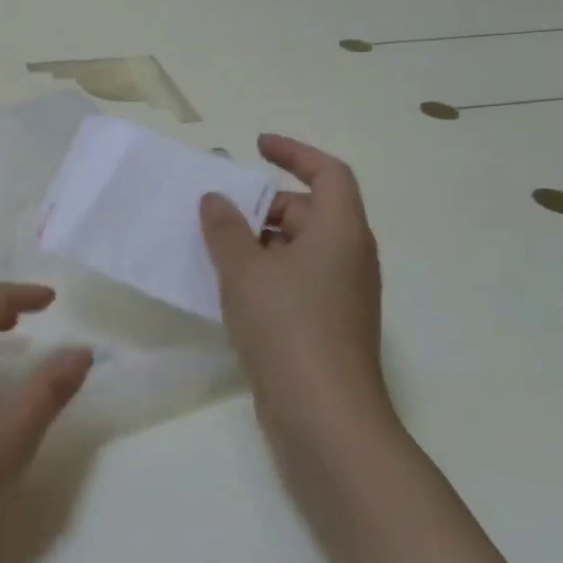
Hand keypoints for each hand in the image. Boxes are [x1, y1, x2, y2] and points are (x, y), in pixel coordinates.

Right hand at [200, 134, 393, 458]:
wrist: (324, 415)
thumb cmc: (287, 327)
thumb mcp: (245, 270)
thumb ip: (225, 229)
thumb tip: (216, 199)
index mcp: (341, 233)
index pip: (329, 174)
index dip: (294, 153)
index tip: (256, 146)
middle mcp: (348, 257)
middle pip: (310, 211)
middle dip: (264, 204)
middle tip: (218, 208)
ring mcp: (340, 294)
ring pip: (299, 248)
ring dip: (259, 240)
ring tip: (213, 245)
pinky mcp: (327, 324)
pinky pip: (295, 279)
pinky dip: (265, 271)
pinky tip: (229, 287)